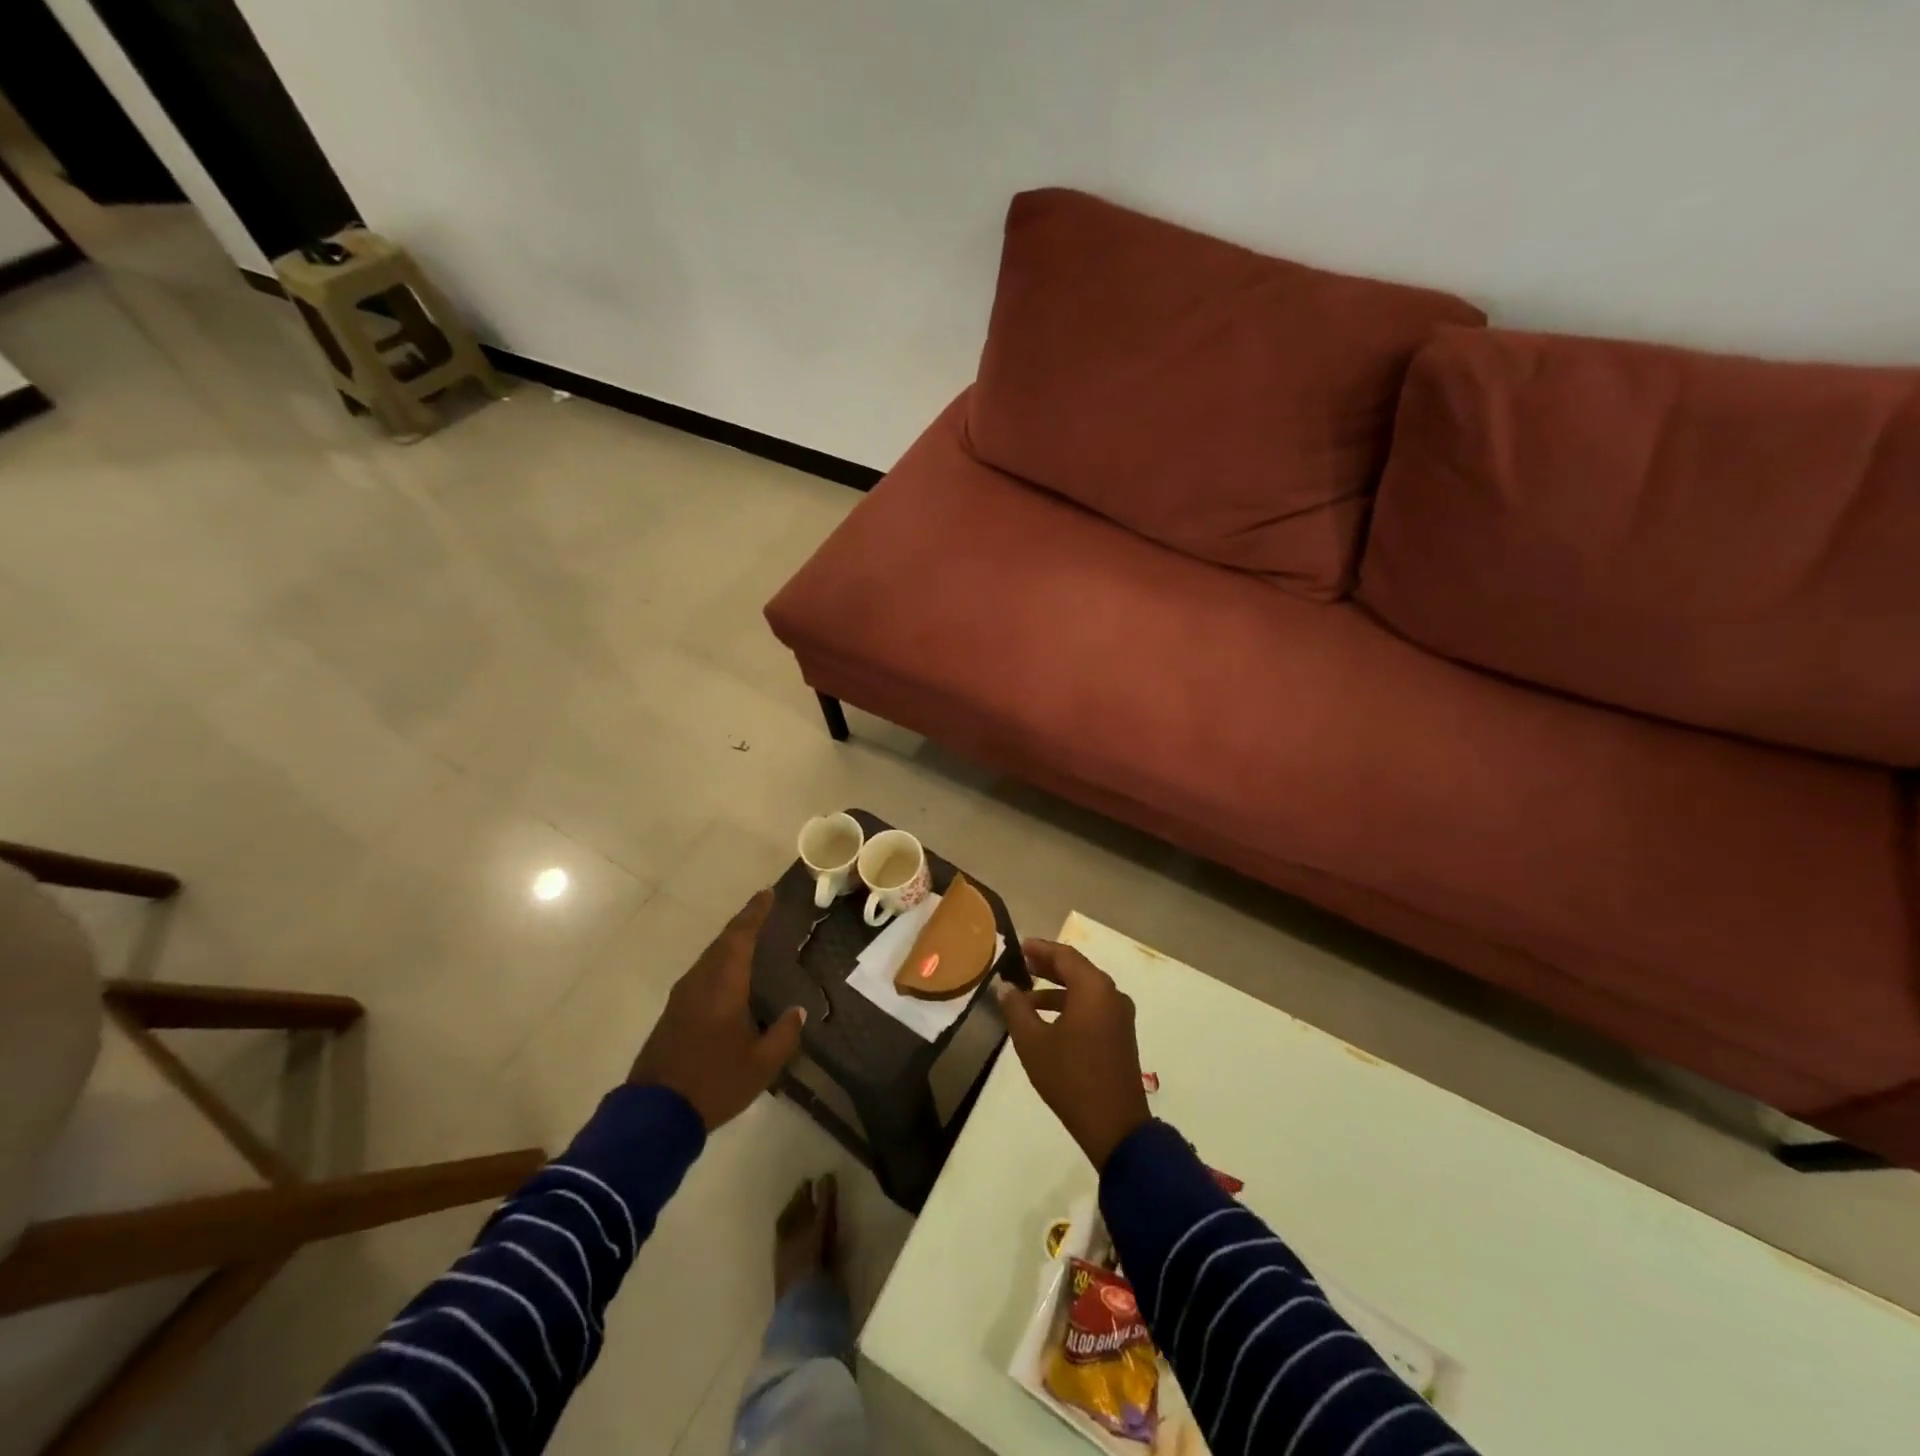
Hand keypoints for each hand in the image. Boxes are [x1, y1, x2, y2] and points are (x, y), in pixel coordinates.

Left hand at [629, 889, 805, 1130]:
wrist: (654, 1115)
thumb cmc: (714, 1083)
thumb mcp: (762, 1065)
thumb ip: (784, 1034)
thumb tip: (798, 1011)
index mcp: (723, 986)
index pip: (740, 937)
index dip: (754, 913)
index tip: (767, 893)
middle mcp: (700, 983)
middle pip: (722, 942)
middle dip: (742, 924)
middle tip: (761, 910)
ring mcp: (681, 998)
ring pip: (708, 958)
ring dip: (728, 944)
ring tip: (748, 938)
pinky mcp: (671, 1015)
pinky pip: (700, 974)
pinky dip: (718, 963)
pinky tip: (727, 976)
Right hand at [996, 940, 1150, 1170]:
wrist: (1115, 1127)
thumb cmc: (1070, 1078)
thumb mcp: (1033, 1043)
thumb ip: (1017, 1009)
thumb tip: (1005, 987)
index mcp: (1094, 988)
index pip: (1064, 955)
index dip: (1040, 949)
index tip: (1019, 947)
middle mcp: (1111, 994)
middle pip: (1077, 969)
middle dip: (1047, 966)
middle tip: (1020, 964)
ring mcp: (1120, 1016)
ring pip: (1084, 990)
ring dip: (1056, 989)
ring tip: (1025, 996)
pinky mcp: (1121, 1035)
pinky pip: (1093, 1007)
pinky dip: (1070, 1005)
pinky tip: (1046, 1020)